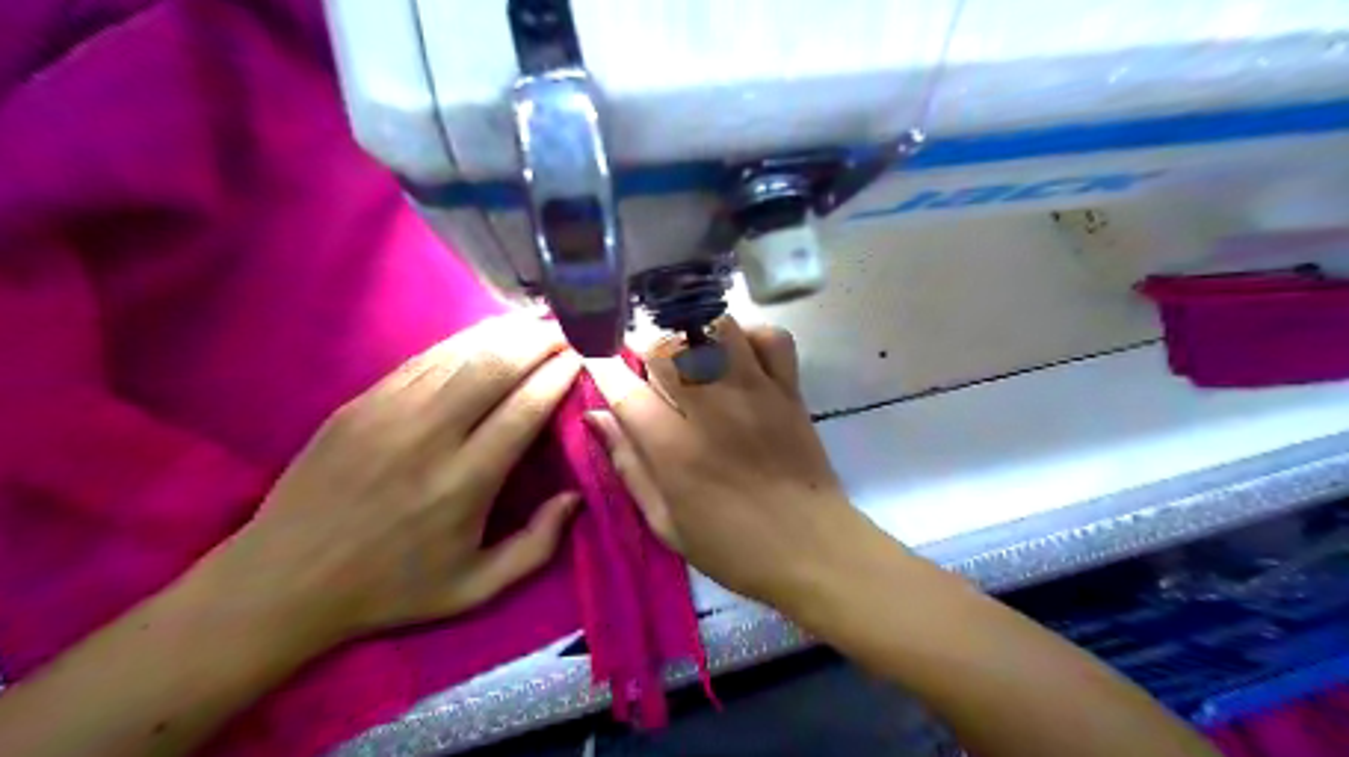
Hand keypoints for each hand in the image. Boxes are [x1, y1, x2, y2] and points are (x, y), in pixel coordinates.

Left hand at [204, 316, 579, 652]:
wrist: (280, 581)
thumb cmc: (389, 588)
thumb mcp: (475, 588)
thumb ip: (537, 545)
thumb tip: (575, 496)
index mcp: (465, 482)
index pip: (526, 407)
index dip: (560, 374)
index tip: (584, 356)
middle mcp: (429, 436)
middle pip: (496, 365)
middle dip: (540, 340)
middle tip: (567, 329)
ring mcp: (389, 412)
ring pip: (460, 352)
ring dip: (505, 333)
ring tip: (535, 324)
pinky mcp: (360, 402)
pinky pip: (424, 358)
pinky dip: (463, 343)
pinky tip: (485, 337)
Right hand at [586, 318, 882, 609]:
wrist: (811, 548)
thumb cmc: (732, 546)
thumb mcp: (665, 521)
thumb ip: (628, 465)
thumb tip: (595, 416)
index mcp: (674, 448)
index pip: (624, 388)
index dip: (601, 366)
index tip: (594, 357)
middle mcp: (712, 409)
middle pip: (666, 346)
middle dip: (646, 348)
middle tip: (648, 368)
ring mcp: (755, 392)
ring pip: (715, 328)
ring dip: (694, 335)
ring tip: (691, 357)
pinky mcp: (789, 389)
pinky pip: (771, 337)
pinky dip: (751, 337)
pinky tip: (739, 357)